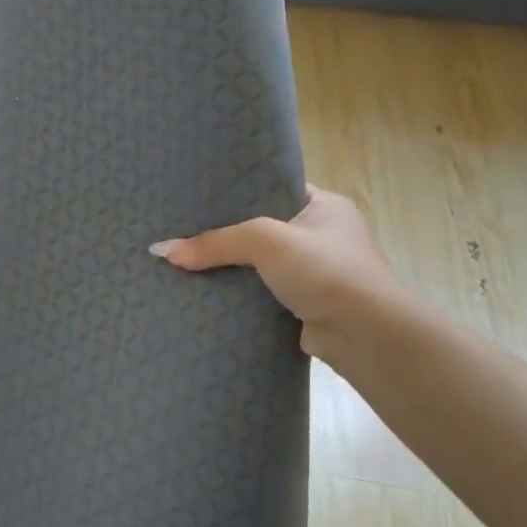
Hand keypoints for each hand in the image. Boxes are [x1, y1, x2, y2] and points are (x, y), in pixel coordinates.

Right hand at [150, 185, 401, 362]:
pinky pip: (260, 294)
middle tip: (180, 231)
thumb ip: (215, 242)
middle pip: (260, 230)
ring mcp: (314, 274)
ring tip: (182, 262)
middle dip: (224, 234)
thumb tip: (160, 251)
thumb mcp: (266, 241)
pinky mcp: (303, 307)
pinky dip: (237, 296)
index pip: (272, 190)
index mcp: (324, 206)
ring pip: (258, 265)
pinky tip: (203, 294)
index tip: (196, 197)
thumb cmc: (325, 271)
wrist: (366, 336)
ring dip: (229, 269)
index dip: (236, 193)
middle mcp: (321, 237)